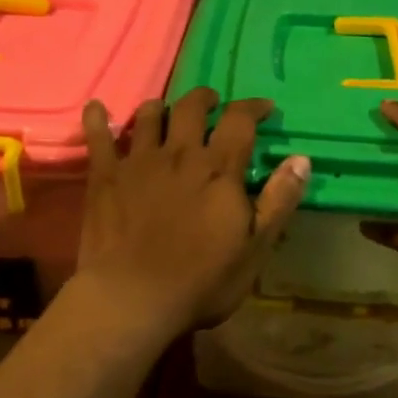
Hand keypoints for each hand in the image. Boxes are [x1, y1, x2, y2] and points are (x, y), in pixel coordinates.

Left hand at [76, 88, 309, 339]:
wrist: (132, 298)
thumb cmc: (201, 281)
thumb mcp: (255, 248)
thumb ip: (278, 201)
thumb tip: (301, 159)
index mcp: (218, 169)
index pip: (239, 120)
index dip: (253, 107)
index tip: (264, 107)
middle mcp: (180, 154)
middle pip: (192, 108)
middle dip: (205, 98)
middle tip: (212, 103)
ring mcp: (138, 162)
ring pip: (149, 115)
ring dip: (161, 107)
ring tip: (165, 111)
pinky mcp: (105, 177)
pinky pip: (98, 137)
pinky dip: (97, 118)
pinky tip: (96, 108)